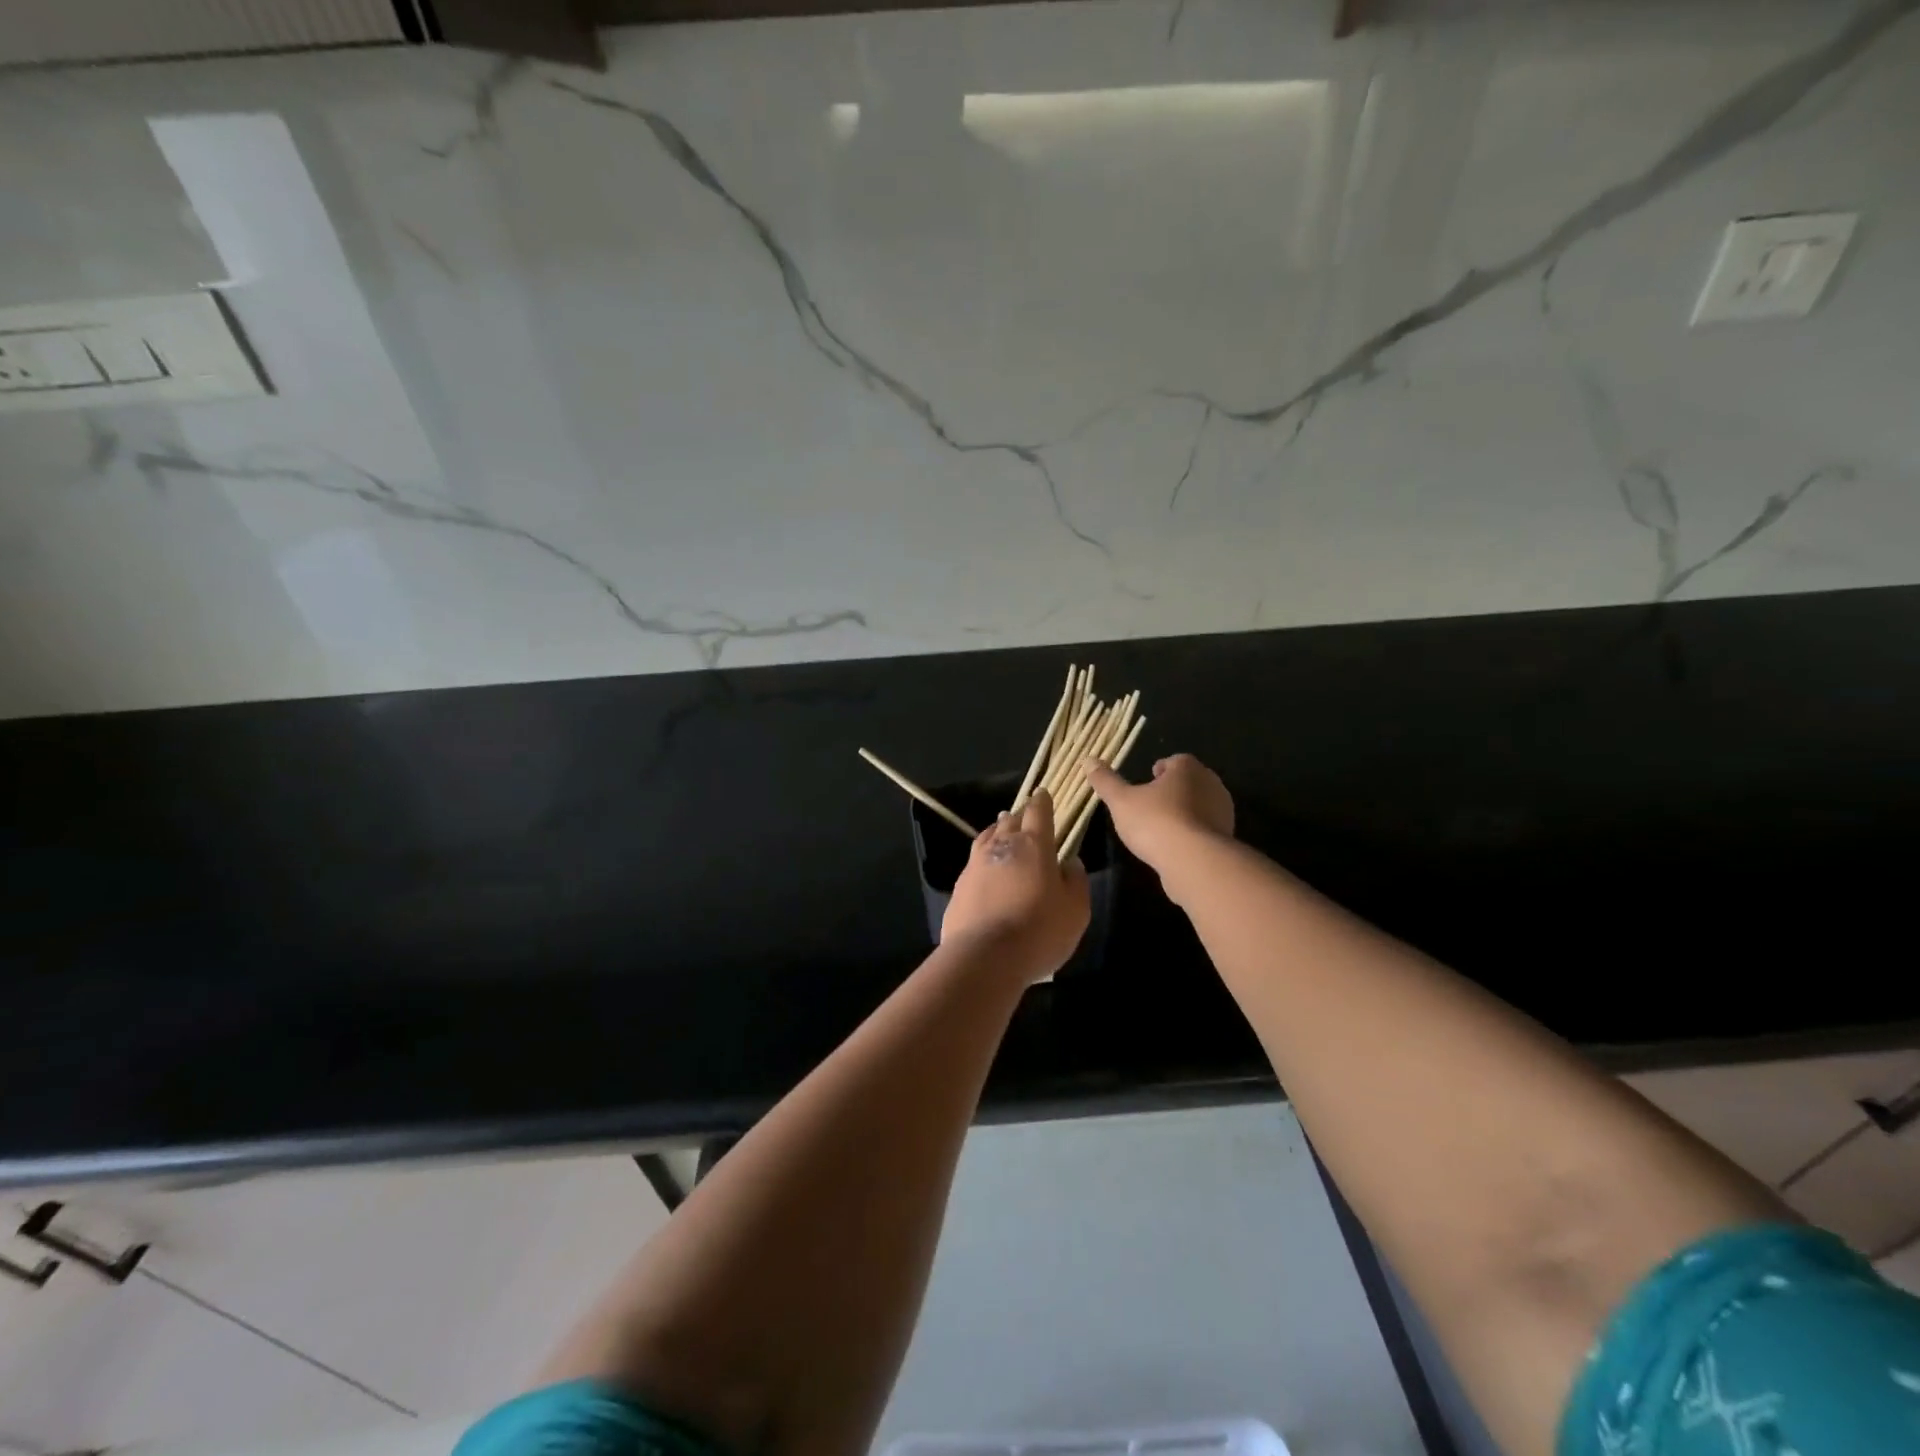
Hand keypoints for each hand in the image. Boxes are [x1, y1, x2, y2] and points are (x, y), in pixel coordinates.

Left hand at [941, 790, 1090, 983]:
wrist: (985, 956)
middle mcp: (1002, 846)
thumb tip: (1070, 862)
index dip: (1042, 802)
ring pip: (987, 837)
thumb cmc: (1039, 930)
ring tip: (1001, 830)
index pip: (1038, 812)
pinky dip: (983, 858)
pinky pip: (974, 861)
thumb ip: (1076, 881)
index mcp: (1033, 845)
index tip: (1043, 794)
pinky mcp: (960, 886)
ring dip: (997, 831)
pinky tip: (986, 868)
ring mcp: (976, 864)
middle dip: (1019, 815)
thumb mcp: (1076, 910)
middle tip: (1025, 815)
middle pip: (1010, 820)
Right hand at [1083, 753, 1234, 876]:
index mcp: (1187, 768)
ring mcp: (1222, 812)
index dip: (1160, 769)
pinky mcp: (1226, 838)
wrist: (1193, 862)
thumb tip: (1088, 759)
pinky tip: (1175, 846)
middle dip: (1173, 790)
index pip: (1175, 761)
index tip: (1146, 780)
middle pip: (1189, 781)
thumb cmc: (1155, 822)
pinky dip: (1192, 833)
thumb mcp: (1121, 801)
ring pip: (1199, 805)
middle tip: (1151, 803)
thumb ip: (1105, 781)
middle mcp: (1211, 784)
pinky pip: (1205, 829)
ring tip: (1161, 827)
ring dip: (1183, 812)